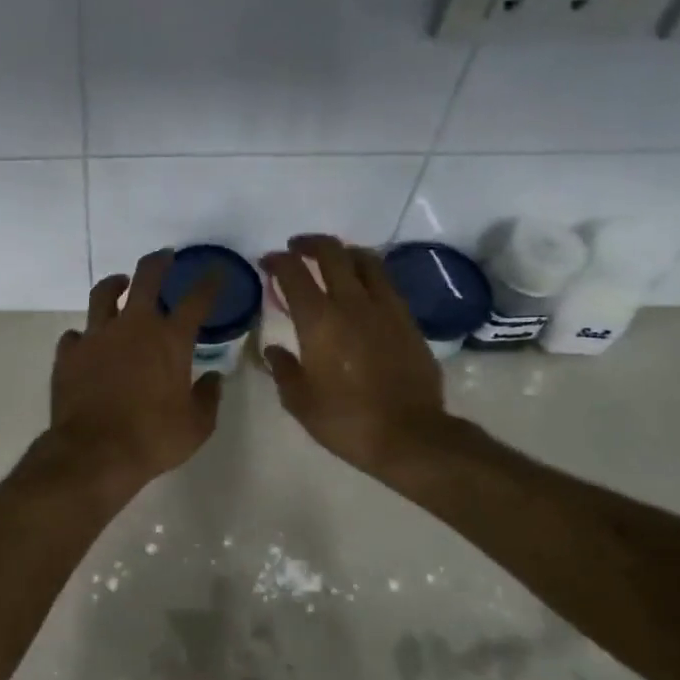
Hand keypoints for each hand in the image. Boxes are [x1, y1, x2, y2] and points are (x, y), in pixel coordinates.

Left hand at [46, 251, 222, 494]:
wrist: (94, 453)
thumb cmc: (153, 438)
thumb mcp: (196, 426)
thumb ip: (208, 398)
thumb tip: (213, 379)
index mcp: (170, 340)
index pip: (196, 300)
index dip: (208, 283)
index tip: (215, 273)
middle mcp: (133, 327)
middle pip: (146, 278)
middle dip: (158, 262)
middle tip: (164, 257)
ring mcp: (97, 335)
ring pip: (103, 294)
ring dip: (115, 285)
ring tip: (120, 283)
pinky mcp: (69, 353)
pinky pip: (75, 335)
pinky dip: (84, 336)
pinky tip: (87, 342)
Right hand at [261, 235, 447, 476]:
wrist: (411, 435)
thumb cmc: (347, 420)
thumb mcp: (300, 401)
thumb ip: (283, 369)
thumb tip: (274, 350)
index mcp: (318, 320)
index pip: (293, 273)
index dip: (278, 260)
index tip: (268, 262)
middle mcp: (351, 303)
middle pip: (332, 253)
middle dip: (310, 244)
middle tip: (297, 249)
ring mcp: (385, 308)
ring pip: (365, 260)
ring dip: (343, 252)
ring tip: (332, 260)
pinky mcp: (408, 320)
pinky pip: (385, 282)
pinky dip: (367, 274)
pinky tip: (361, 289)